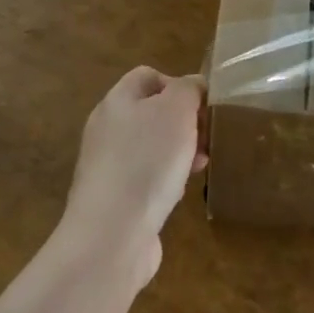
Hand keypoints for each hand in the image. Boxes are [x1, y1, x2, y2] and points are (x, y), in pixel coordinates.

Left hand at [60, 68, 205, 287]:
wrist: (111, 236)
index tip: (201, 105)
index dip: (178, 84)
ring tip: (201, 164)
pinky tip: (180, 192)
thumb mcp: (177, 110)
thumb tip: (193, 87)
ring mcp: (107, 166)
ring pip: (152, 146)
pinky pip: (146, 177)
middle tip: (206, 136)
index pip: (148, 76)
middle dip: (184, 121)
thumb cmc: (147, 162)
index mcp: (117, 101)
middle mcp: (107, 129)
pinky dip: (166, 179)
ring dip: (179, 151)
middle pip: (152, 112)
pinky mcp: (114, 199)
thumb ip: (188, 89)